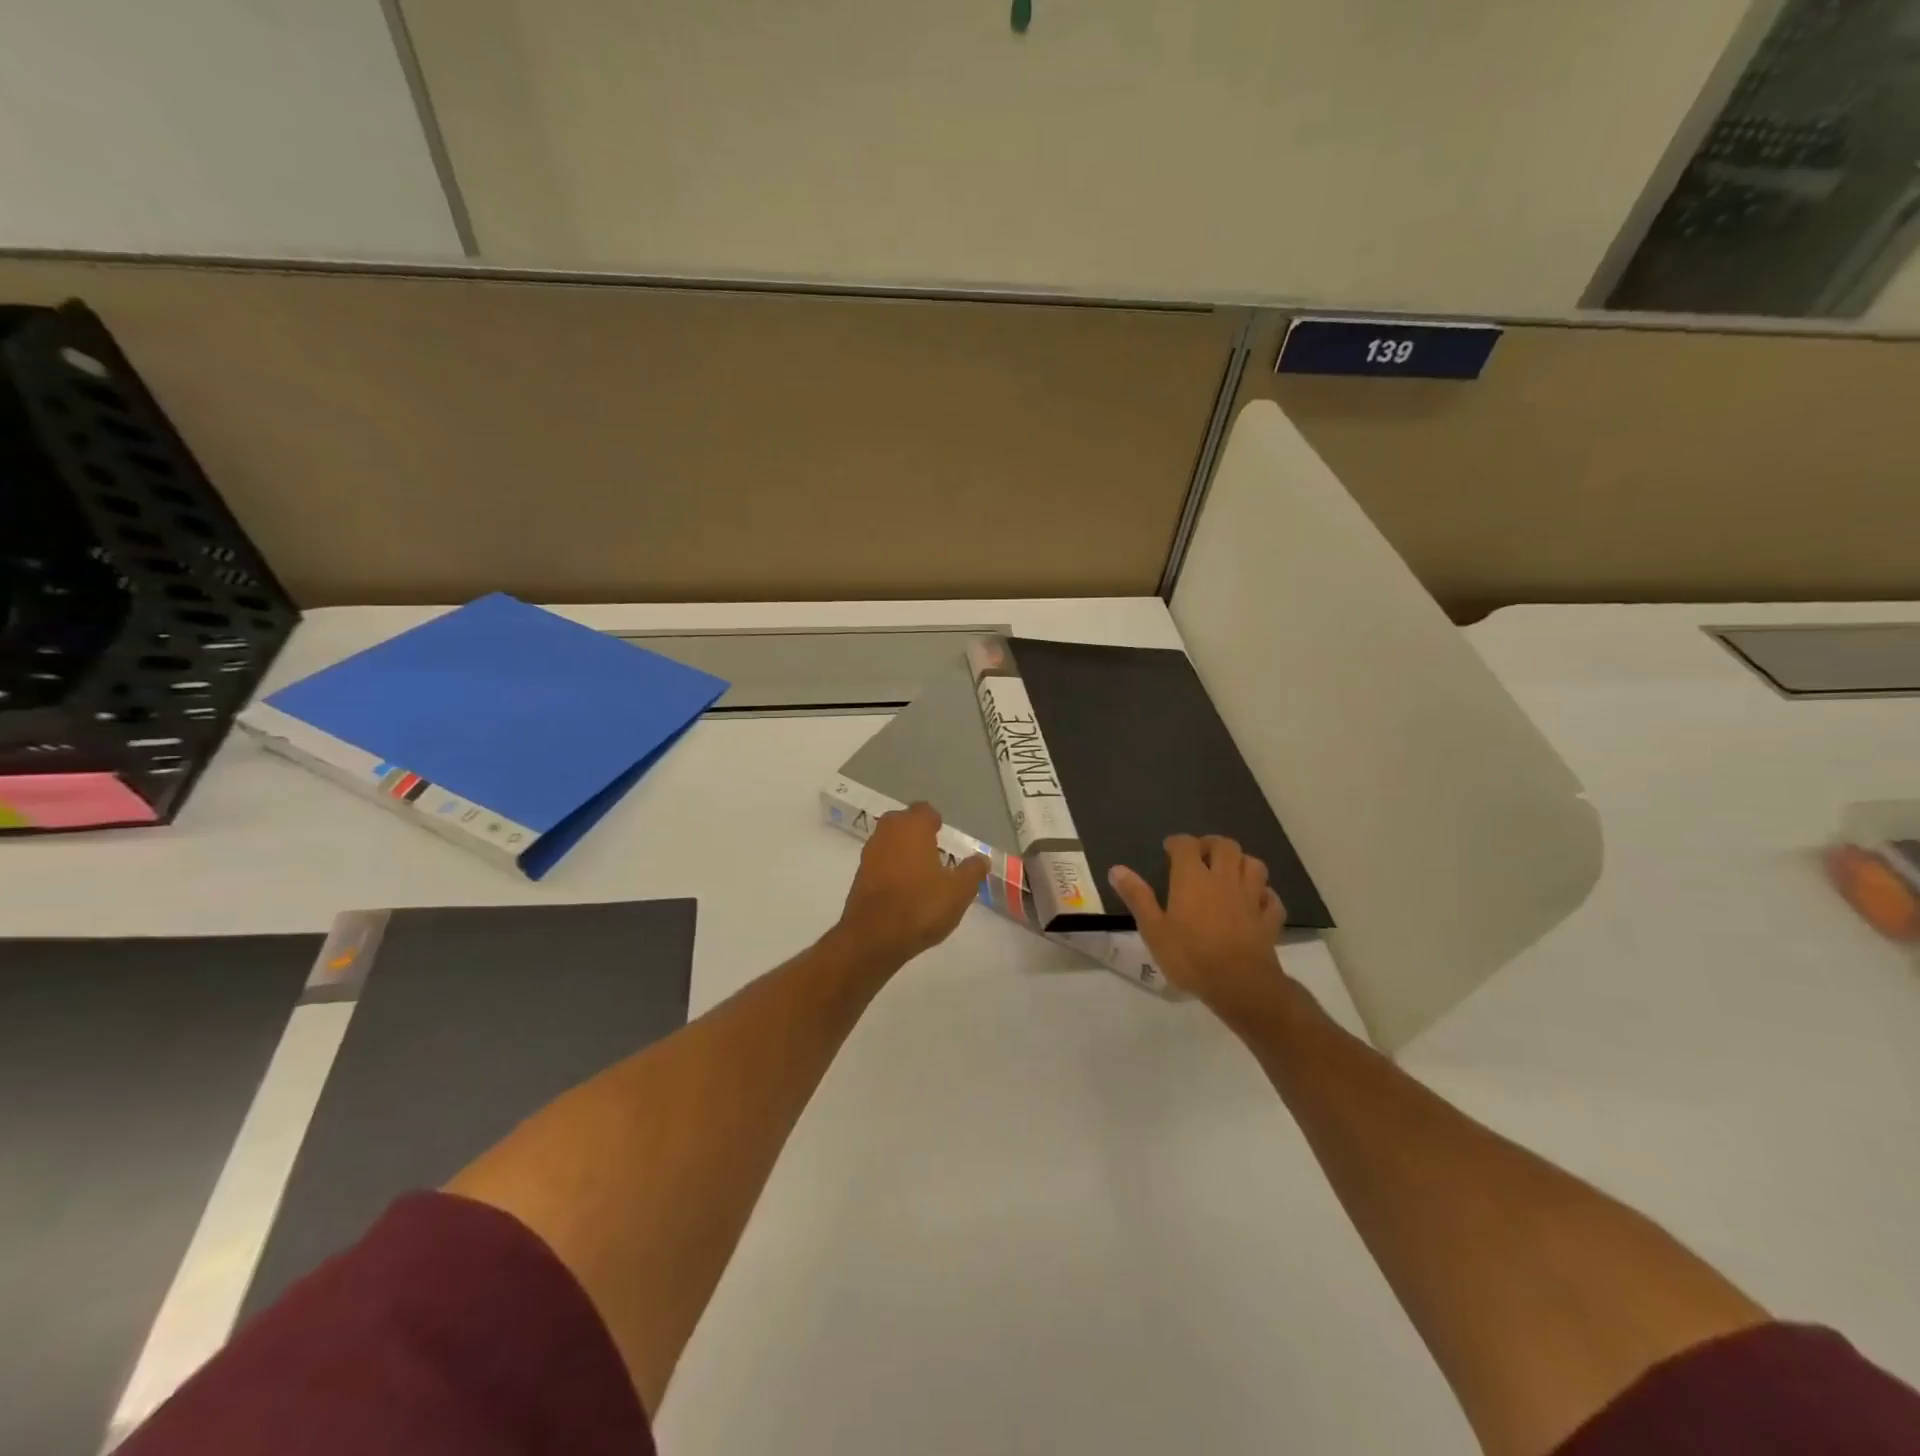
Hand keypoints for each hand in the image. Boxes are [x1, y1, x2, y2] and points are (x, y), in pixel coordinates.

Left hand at [835, 803, 988, 969]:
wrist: (873, 937)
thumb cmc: (921, 906)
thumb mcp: (959, 891)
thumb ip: (972, 871)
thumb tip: (981, 859)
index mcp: (912, 827)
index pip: (925, 811)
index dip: (935, 822)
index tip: (944, 835)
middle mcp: (887, 832)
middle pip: (903, 822)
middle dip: (917, 833)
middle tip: (934, 851)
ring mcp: (869, 853)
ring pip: (889, 842)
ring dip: (902, 851)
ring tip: (921, 872)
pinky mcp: (859, 875)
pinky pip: (880, 862)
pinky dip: (891, 869)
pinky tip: (904, 889)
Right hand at [1108, 835, 1289, 1019]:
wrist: (1240, 985)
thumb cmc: (1190, 956)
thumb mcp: (1153, 929)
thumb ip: (1137, 897)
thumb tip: (1116, 869)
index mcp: (1193, 878)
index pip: (1186, 845)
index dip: (1177, 842)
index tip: (1169, 849)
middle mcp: (1224, 879)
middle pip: (1225, 846)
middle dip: (1212, 844)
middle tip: (1201, 855)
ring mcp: (1251, 897)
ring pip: (1254, 865)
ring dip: (1241, 863)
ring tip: (1229, 872)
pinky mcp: (1269, 919)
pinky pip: (1271, 898)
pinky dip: (1264, 894)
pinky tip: (1255, 901)